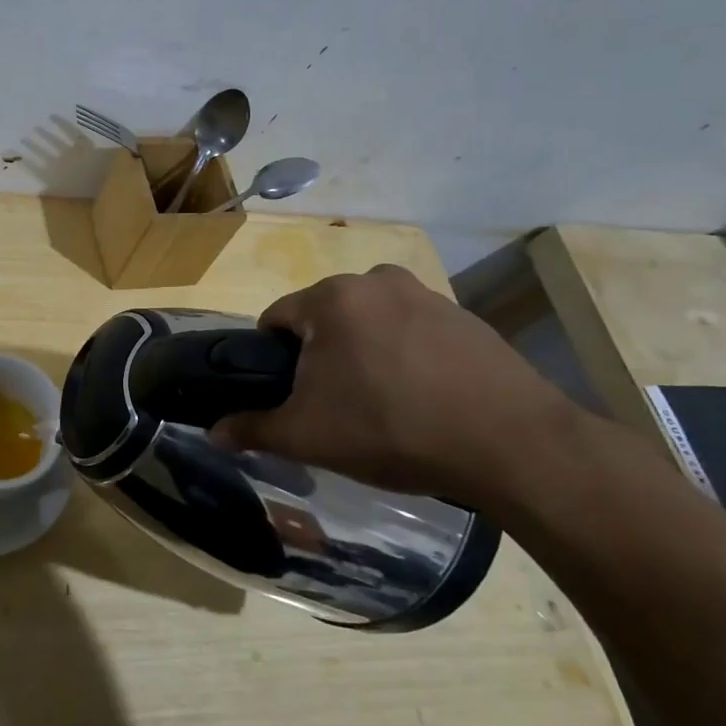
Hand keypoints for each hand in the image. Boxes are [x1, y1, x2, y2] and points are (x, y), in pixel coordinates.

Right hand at [210, 266, 588, 510]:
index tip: (289, 397)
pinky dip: (405, 355)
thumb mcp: (308, 436)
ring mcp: (426, 295)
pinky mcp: (466, 317)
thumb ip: (252, 429)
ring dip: (363, 353)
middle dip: (320, 355)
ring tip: (382, 404)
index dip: (271, 360)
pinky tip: (423, 398)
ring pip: (369, 323)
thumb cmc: (391, 429)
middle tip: (335, 406)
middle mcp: (375, 281)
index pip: (275, 319)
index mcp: (331, 298)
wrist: (512, 445)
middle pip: (324, 318)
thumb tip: (213, 433)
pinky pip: (412, 331)